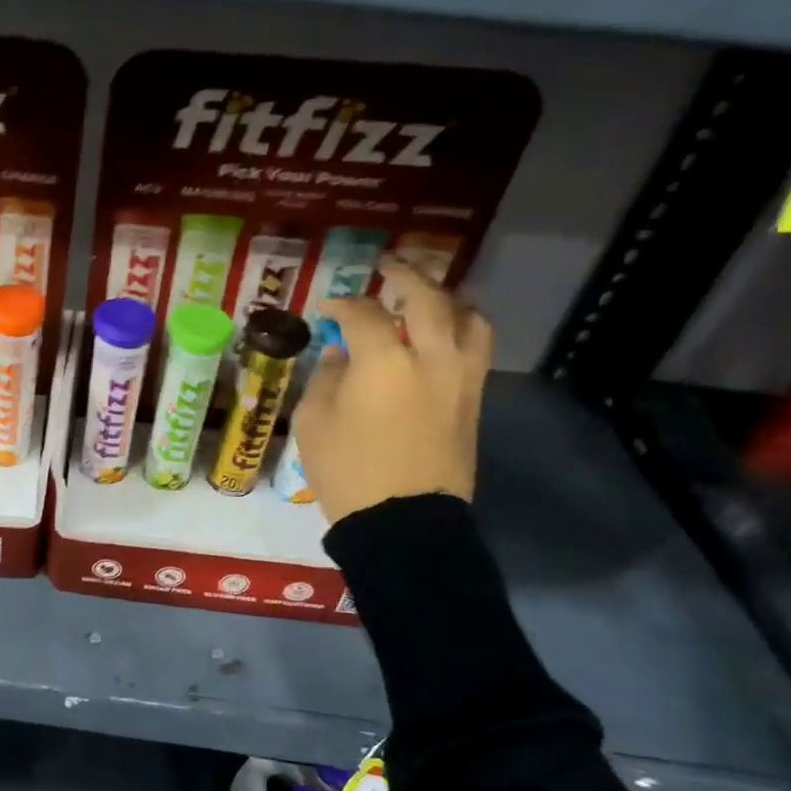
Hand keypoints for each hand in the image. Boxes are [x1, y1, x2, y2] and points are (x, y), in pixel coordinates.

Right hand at [292, 255, 492, 528]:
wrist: (403, 522)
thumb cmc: (347, 471)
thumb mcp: (314, 422)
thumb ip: (328, 378)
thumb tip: (343, 356)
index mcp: (384, 361)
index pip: (364, 313)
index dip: (342, 304)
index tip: (327, 308)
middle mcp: (432, 358)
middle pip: (428, 298)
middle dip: (406, 276)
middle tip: (388, 268)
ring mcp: (461, 379)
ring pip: (470, 318)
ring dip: (448, 299)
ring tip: (429, 298)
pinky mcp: (474, 402)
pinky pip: (476, 349)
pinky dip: (460, 330)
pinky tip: (442, 338)